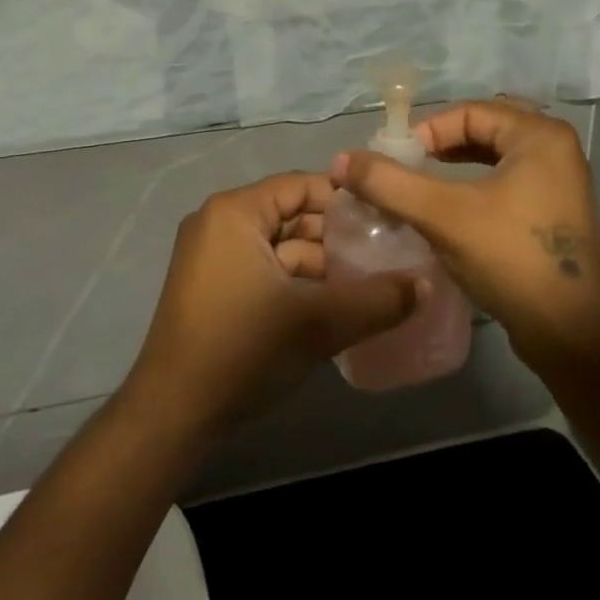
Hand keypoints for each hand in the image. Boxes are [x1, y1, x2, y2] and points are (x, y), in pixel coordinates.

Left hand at [123, 172, 422, 436]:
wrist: (173, 413)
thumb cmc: (242, 349)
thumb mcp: (317, 323)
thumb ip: (376, 301)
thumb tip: (426, 285)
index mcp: (235, 212)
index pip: (301, 185)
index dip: (345, 202)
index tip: (386, 225)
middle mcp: (219, 223)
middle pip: (291, 216)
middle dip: (336, 239)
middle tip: (383, 259)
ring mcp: (211, 257)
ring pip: (280, 248)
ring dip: (320, 267)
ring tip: (365, 289)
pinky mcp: (212, 288)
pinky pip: (264, 270)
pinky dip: (295, 285)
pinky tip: (330, 310)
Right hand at [331, 100, 599, 370]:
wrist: (571, 333)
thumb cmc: (510, 259)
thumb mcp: (442, 215)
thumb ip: (389, 183)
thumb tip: (340, 160)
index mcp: (539, 136)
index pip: (468, 112)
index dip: (425, 132)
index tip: (395, 162)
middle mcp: (555, 149)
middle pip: (481, 130)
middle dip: (439, 146)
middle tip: (406, 169)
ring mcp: (559, 182)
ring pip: (493, 157)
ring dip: (454, 166)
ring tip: (420, 186)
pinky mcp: (555, 212)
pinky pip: (506, 181)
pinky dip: (474, 186)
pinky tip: (450, 210)